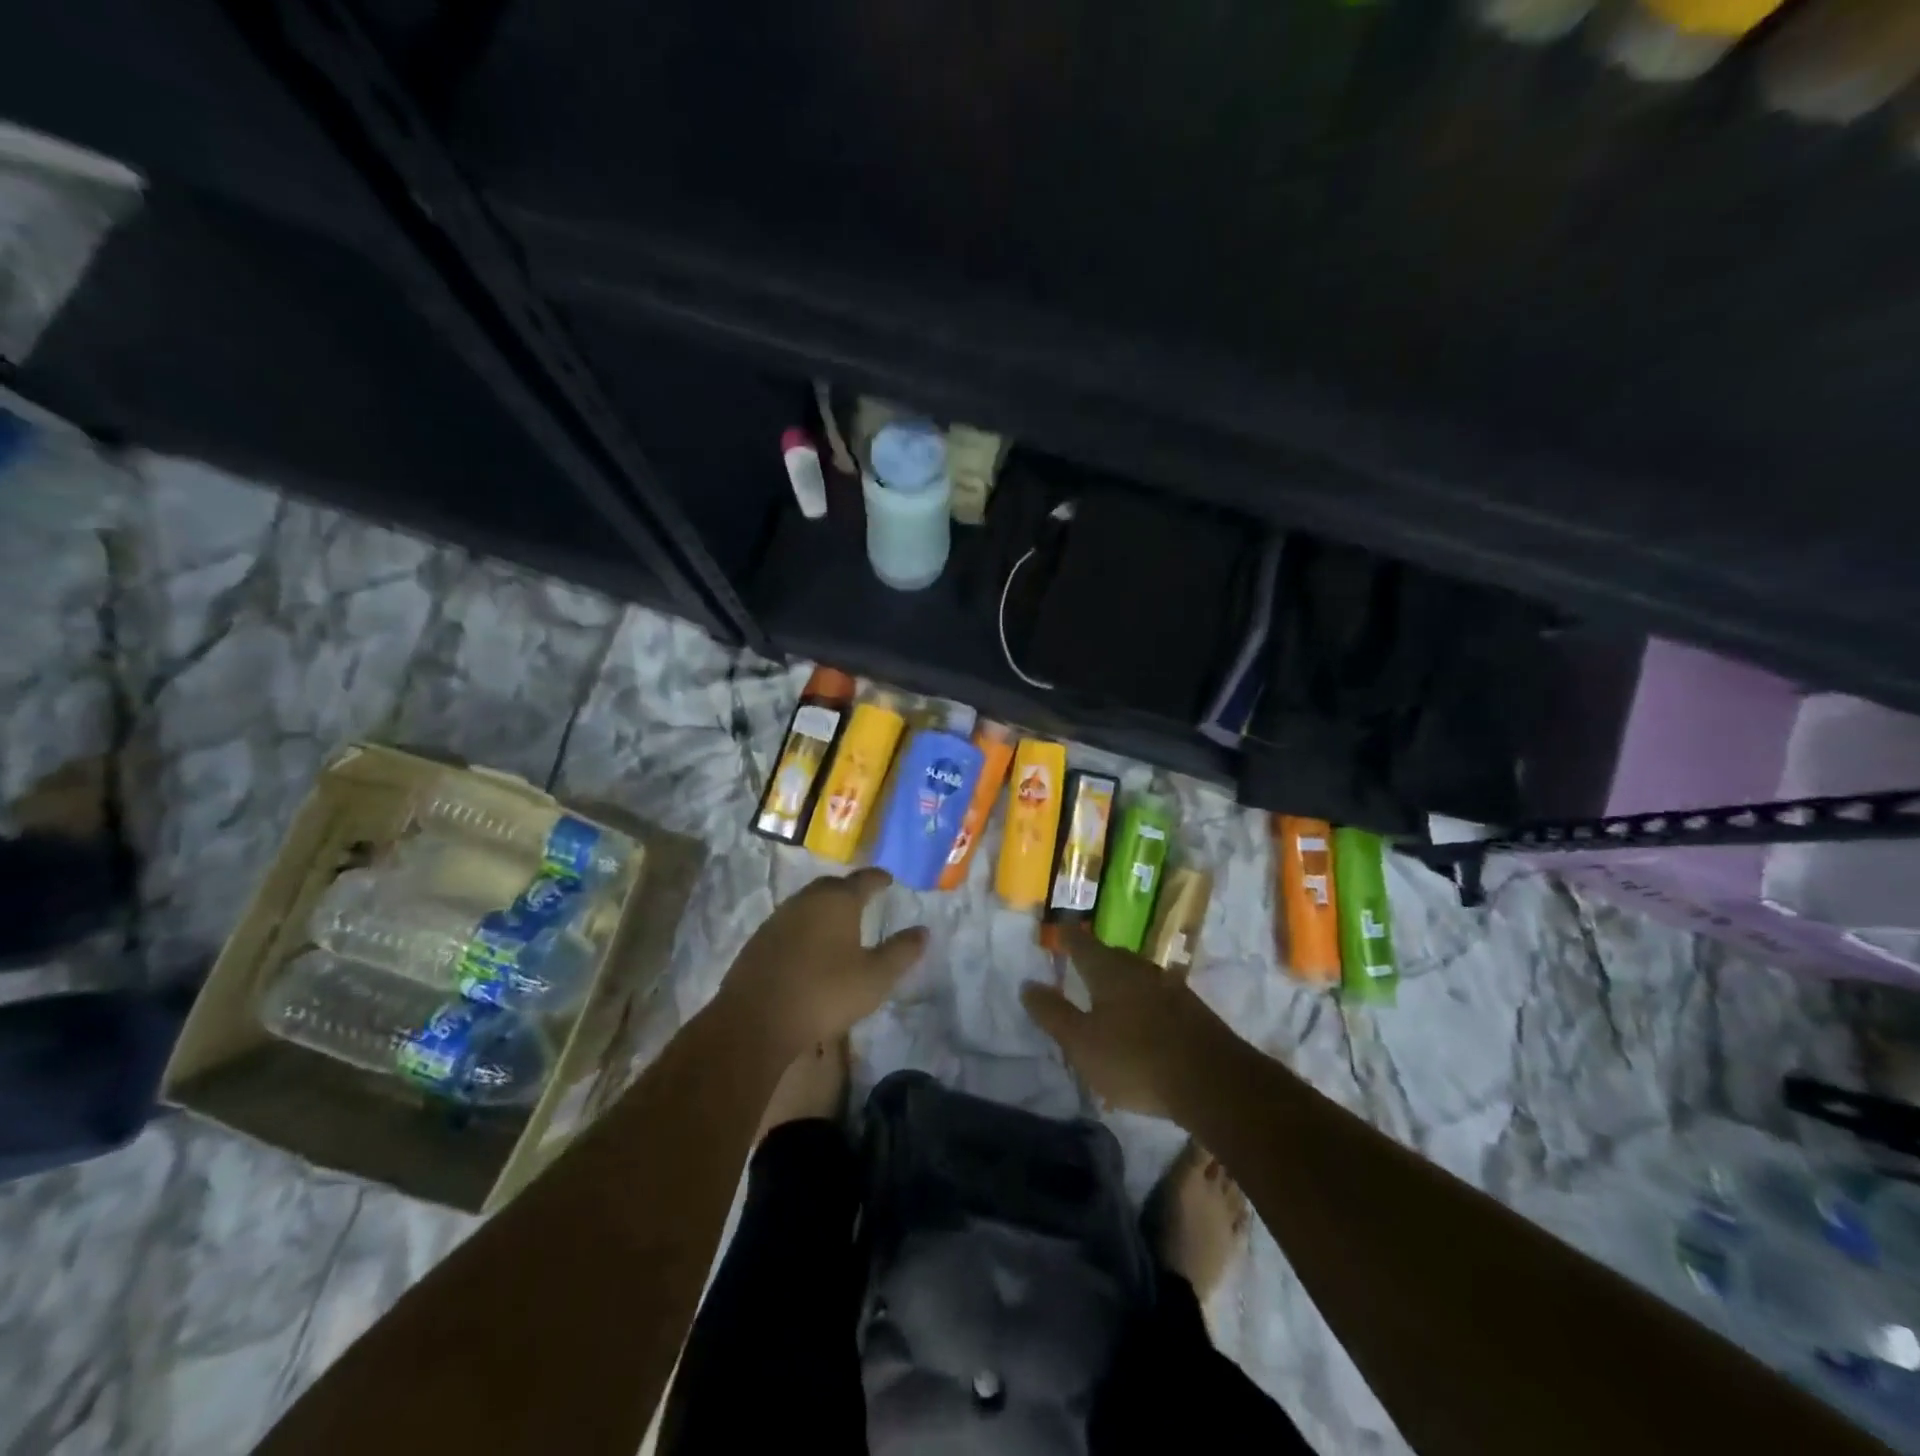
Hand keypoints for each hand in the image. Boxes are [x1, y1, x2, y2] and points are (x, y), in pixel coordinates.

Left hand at [714, 868, 927, 1058]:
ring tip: (838, 922)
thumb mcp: (875, 978)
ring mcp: (779, 918)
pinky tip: (809, 946)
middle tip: (863, 898)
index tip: (888, 879)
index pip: (864, 879)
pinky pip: (790, 923)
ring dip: (824, 908)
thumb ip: (901, 952)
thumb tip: (923, 931)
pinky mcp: (759, 940)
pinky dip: (805, 927)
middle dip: (849, 890)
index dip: (878, 878)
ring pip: (808, 903)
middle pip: (832, 886)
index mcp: (838, 901)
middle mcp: (807, 900)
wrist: (756, 1020)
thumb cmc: (824, 993)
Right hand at [1021, 926, 1237, 1119]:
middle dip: (1094, 959)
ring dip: (1120, 982)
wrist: (1214, 1082)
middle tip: (1079, 966)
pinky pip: (1156, 996)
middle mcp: (1139, 969)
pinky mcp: (1191, 1010)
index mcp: (1108, 970)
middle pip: (1111, 956)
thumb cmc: (1135, 1059)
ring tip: (1108, 996)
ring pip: (1136, 975)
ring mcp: (1169, 987)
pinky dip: (1142, 1002)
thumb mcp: (1082, 1043)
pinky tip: (1141, 1022)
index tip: (1059, 932)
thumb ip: (1053, 1014)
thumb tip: (1028, 985)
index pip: (1081, 944)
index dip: (1067, 938)